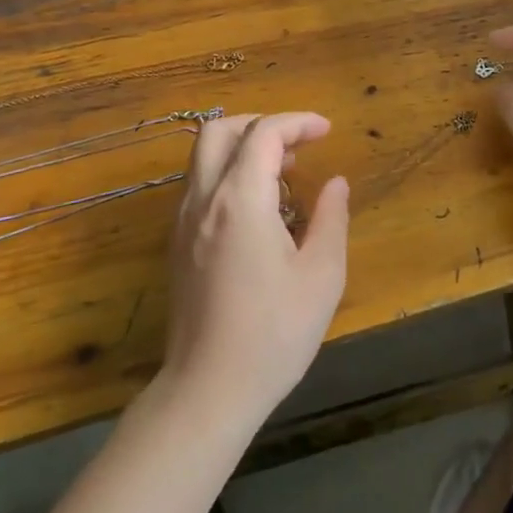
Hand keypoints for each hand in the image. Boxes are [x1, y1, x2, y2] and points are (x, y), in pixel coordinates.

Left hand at [161, 112, 349, 424]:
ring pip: (203, 157)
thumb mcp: (322, 276)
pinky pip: (199, 186)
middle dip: (261, 124)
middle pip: (219, 131)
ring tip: (284, 173)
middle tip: (299, 144)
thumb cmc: (274, 333)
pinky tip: (259, 208)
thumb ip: (331, 218)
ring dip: (242, 148)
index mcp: (240, 200)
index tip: (327, 131)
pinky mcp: (177, 244)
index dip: (298, 122)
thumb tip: (335, 183)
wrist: (208, 389)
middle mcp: (204, 200)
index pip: (263, 133)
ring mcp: (183, 222)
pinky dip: (228, 174)